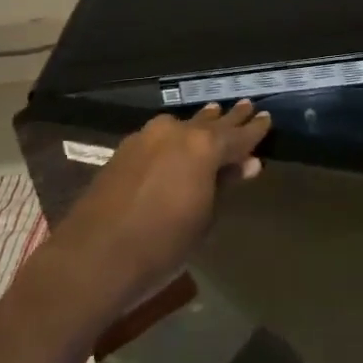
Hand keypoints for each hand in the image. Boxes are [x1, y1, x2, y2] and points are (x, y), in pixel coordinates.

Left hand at [43, 100, 271, 316]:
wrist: (95, 256)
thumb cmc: (163, 244)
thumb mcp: (205, 217)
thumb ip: (225, 184)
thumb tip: (249, 164)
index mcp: (204, 147)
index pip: (238, 134)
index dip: (255, 129)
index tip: (267, 118)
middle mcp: (176, 132)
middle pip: (210, 123)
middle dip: (229, 118)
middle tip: (247, 107)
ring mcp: (146, 137)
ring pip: (182, 125)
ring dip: (200, 122)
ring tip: (214, 114)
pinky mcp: (124, 149)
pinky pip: (160, 135)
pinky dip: (175, 135)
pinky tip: (177, 139)